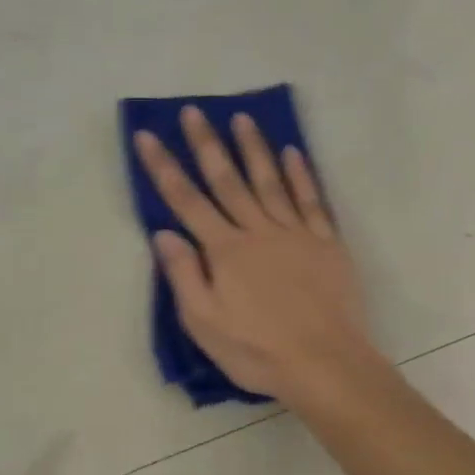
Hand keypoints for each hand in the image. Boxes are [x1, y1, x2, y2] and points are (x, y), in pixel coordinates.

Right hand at [133, 106, 380, 403]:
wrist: (325, 364)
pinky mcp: (327, 243)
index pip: (187, 201)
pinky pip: (311, 200)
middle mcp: (258, 231)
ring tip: (242, 117)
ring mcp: (296, 234)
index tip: (148, 135)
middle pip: (227, 180)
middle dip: (207, 144)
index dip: (164, 167)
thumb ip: (184, 276)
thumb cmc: (257, 351)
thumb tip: (164, 234)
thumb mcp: (205, 324)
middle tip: (193, 111)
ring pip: (270, 181)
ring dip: (254, 148)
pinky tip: (293, 152)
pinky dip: (301, 174)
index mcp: (225, 251)